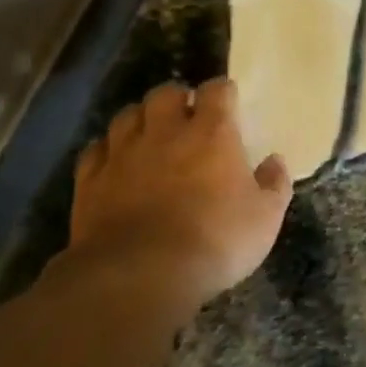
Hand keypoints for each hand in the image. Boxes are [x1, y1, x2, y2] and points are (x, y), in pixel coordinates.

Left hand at [68, 78, 291, 304]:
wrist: (140, 274)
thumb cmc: (215, 242)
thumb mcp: (265, 218)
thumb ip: (274, 184)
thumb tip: (275, 161)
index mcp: (212, 134)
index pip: (217, 91)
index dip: (223, 91)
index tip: (229, 100)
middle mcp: (165, 132)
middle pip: (165, 94)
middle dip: (177, 98)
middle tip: (186, 114)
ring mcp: (123, 153)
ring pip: (127, 115)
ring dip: (141, 119)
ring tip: (149, 133)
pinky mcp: (90, 180)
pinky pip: (96, 149)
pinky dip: (107, 149)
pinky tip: (115, 161)